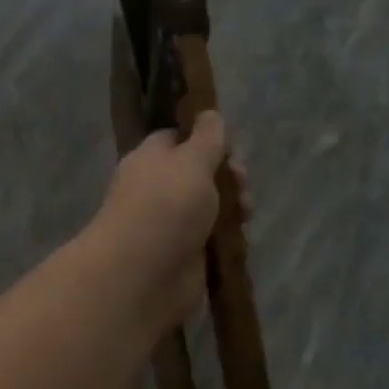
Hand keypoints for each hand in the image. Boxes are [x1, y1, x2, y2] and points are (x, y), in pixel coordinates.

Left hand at [91, 112, 244, 334]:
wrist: (143, 275)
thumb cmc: (165, 207)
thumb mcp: (191, 161)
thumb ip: (207, 138)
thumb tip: (210, 113)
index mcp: (151, 159)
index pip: (178, 138)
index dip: (206, 138)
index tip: (231, 144)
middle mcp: (159, 189)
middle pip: (201, 174)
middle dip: (228, 175)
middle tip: (241, 182)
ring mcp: (172, 225)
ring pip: (211, 207)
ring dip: (233, 206)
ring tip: (245, 213)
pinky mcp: (186, 256)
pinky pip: (213, 239)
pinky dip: (228, 237)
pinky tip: (240, 237)